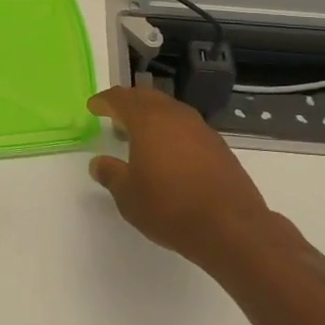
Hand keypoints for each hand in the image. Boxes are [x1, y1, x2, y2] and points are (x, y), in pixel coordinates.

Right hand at [87, 85, 302, 276]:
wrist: (231, 227)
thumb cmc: (170, 207)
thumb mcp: (128, 196)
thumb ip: (111, 174)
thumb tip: (98, 163)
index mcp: (148, 120)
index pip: (121, 98)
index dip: (104, 101)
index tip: (93, 107)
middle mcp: (175, 115)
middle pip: (147, 97)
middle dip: (129, 103)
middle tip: (115, 114)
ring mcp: (201, 129)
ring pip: (170, 110)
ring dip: (152, 116)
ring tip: (140, 134)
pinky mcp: (219, 146)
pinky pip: (187, 127)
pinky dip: (172, 131)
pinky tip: (169, 152)